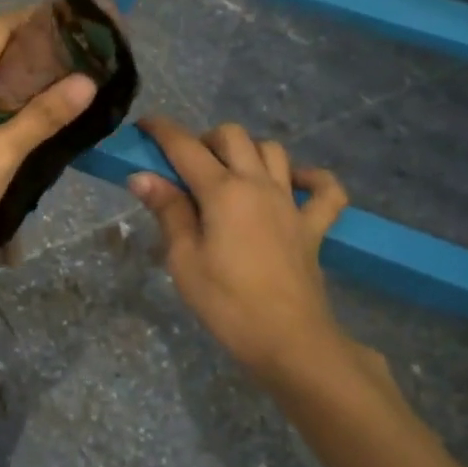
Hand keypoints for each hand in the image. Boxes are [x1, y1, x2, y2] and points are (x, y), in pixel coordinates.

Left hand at [0, 9, 95, 267]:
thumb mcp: (0, 154)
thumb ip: (42, 117)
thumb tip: (86, 81)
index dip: (34, 20)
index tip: (75, 22)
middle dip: (35, 54)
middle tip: (83, 59)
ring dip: (22, 84)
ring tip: (67, 86)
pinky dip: (6, 107)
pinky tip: (32, 121)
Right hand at [128, 116, 386, 393]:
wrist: (290, 341)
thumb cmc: (227, 303)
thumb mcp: (184, 260)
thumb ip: (168, 211)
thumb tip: (142, 176)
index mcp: (223, 191)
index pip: (186, 147)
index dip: (162, 130)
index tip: (144, 125)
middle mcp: (258, 184)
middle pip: (233, 136)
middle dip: (205, 139)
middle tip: (186, 167)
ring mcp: (291, 203)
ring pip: (273, 151)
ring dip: (248, 151)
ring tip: (229, 174)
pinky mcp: (314, 226)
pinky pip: (325, 190)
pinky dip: (312, 179)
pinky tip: (293, 185)